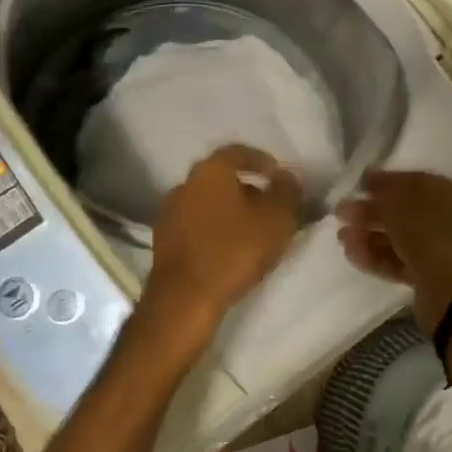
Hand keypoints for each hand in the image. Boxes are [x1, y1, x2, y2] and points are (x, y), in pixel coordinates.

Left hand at [143, 145, 302, 346]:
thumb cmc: (234, 250)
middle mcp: (185, 184)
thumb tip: (288, 177)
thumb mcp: (276, 219)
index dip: (262, 161)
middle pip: (222, 178)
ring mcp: (169, 212)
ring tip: (252, 231)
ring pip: (208, 202)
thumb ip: (287, 192)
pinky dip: (214, 228)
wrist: (184, 298)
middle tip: (270, 207)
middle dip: (248, 189)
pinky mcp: (163, 240)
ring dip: (230, 210)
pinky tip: (228, 248)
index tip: (279, 177)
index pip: (239, 152)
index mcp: (211, 171)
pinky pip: (196, 224)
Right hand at [336, 169, 451, 335]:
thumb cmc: (430, 232)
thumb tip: (369, 179)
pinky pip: (399, 261)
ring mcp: (440, 250)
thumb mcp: (402, 200)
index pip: (415, 181)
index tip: (358, 185)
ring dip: (368, 235)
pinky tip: (351, 253)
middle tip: (341, 213)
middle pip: (404, 211)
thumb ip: (383, 188)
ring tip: (342, 236)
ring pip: (399, 238)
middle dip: (371, 211)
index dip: (385, 181)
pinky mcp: (428, 277)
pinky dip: (375, 256)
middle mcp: (450, 219)